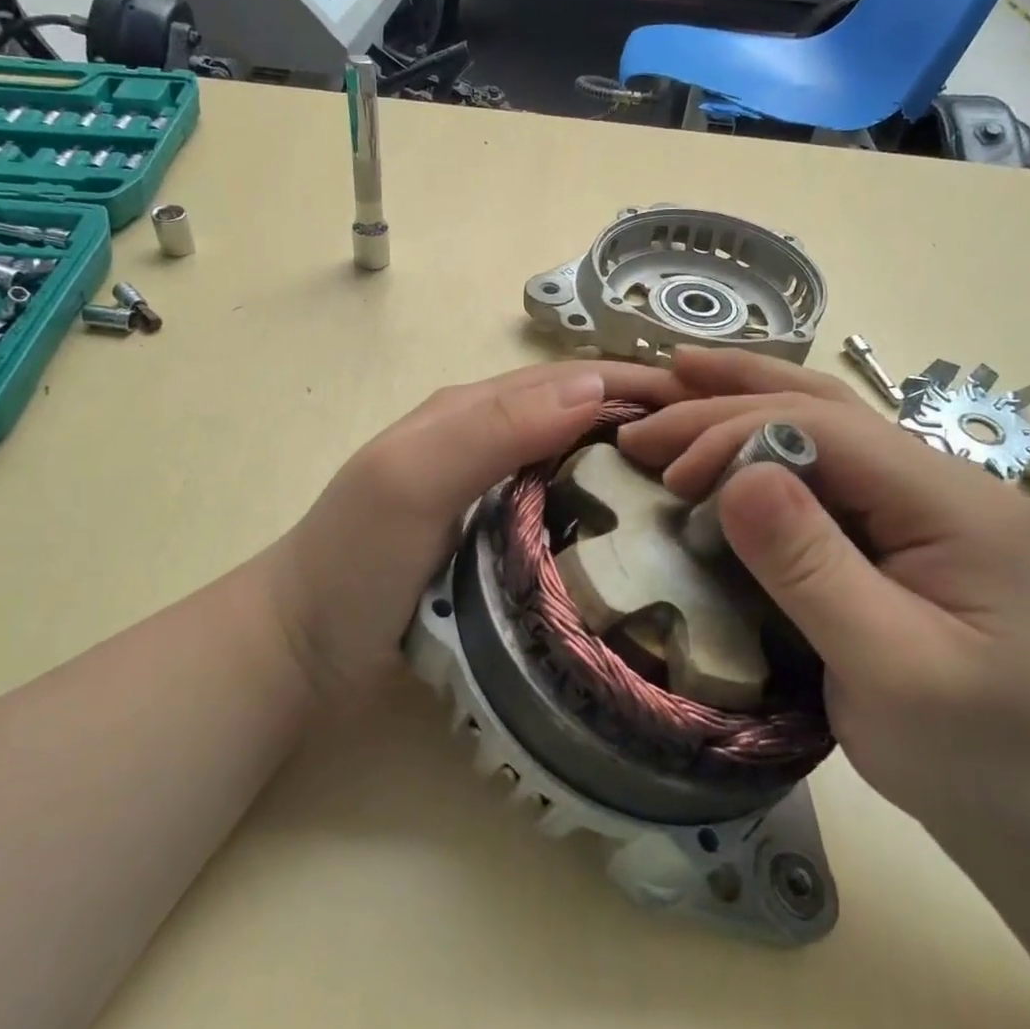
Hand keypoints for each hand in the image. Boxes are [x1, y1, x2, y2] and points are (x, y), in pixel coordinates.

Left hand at [264, 360, 679, 700]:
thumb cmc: (352, 560)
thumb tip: (596, 385)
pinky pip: (569, 515)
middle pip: (585, 417)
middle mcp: (491, 443)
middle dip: (653, 422)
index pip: (573, 379)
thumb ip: (492, 428)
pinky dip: (611, 515)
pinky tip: (648, 542)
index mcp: (473, 412)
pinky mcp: (502, 545)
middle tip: (728, 457)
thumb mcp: (411, 479)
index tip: (717, 406)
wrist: (301, 649)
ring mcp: (497, 496)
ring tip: (709, 496)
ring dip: (638, 469)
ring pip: (582, 465)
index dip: (641, 381)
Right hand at [618, 348, 1029, 847]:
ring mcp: (920, 500)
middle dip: (726, 403)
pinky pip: (820, 462)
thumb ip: (811, 567)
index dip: (736, 435)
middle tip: (644, 419)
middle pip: (822, 408)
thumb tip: (738, 476)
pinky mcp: (895, 526)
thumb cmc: (968, 749)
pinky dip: (760, 436)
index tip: (668, 474)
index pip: (826, 430)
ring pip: (821, 420)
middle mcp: (940, 480)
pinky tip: (726, 426)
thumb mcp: (886, 666)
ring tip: (678, 373)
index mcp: (952, 503)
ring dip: (744, 397)